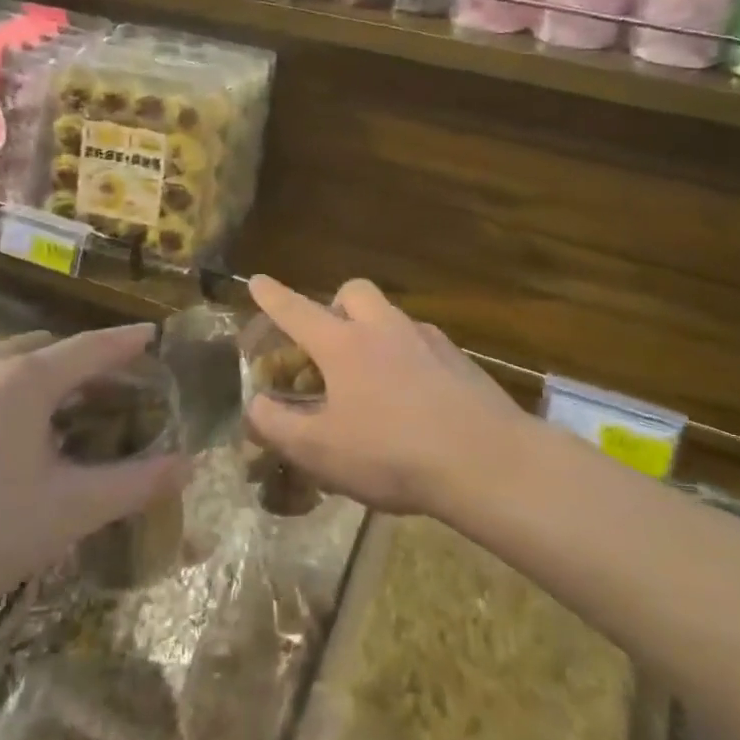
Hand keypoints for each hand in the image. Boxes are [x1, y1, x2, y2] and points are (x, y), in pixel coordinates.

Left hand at [0, 325, 184, 635]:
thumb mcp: (68, 511)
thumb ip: (134, 484)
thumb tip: (188, 464)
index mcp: (26, 379)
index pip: (91, 347)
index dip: (127, 342)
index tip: (153, 333)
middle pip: (48, 348)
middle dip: (85, 360)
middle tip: (112, 387)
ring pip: (8, 363)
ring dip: (43, 374)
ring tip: (62, 411)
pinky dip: (8, 392)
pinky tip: (5, 439)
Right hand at [245, 276, 528, 516]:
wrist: (485, 460)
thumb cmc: (391, 453)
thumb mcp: (320, 451)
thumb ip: (277, 426)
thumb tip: (255, 405)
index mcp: (344, 345)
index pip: (297, 311)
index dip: (273, 296)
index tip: (257, 279)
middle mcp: (384, 328)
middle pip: (353, 292)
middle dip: (334, 305)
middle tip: (329, 341)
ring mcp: (426, 339)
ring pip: (390, 315)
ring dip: (372, 330)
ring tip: (370, 377)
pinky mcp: (458, 358)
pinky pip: (420, 342)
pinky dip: (406, 356)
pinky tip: (412, 395)